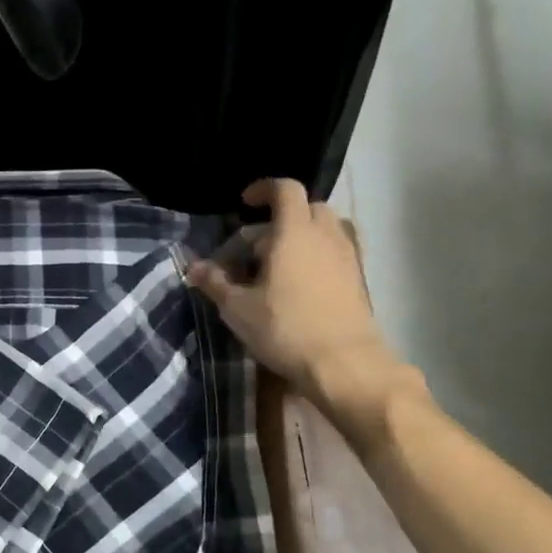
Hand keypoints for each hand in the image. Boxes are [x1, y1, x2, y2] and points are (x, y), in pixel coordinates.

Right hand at [186, 179, 426, 451]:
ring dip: (301, 236)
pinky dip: (317, 256)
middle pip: (307, 207)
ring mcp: (347, 256)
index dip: (264, 189)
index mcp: (294, 232)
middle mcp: (325, 235)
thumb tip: (193, 268)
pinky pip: (336, 251)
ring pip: (325, 229)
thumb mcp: (238, 308)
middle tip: (257, 245)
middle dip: (281, 217)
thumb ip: (215, 283)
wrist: (344, 363)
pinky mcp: (358, 279)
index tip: (245, 204)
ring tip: (278, 265)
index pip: (285, 189)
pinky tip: (300, 284)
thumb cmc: (285, 328)